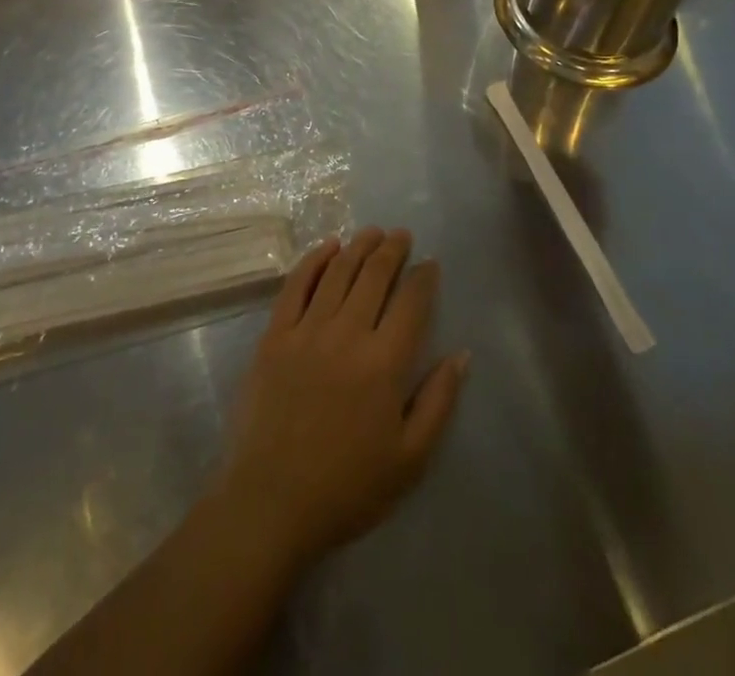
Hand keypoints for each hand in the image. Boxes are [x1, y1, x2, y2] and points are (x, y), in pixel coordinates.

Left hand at [211, 228, 467, 574]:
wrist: (272, 502)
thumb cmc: (348, 487)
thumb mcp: (411, 459)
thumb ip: (439, 402)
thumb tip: (461, 355)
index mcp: (384, 363)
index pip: (411, 303)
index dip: (424, 278)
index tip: (431, 263)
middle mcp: (347, 334)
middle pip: (374, 276)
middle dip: (392, 250)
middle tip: (402, 235)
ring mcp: (307, 330)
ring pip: (338, 272)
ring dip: (358, 247)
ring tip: (372, 233)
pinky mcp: (275, 334)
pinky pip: (296, 285)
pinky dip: (314, 260)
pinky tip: (327, 247)